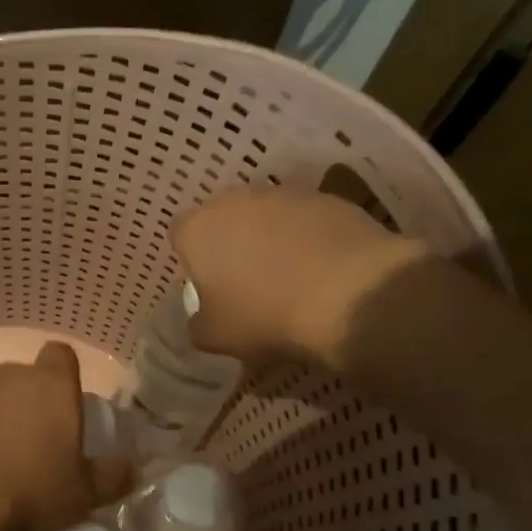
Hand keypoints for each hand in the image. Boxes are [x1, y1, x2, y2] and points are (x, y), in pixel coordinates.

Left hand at [0, 343, 131, 530]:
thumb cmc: (26, 491)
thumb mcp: (80, 496)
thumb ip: (111, 477)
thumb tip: (133, 465)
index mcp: (52, 387)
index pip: (62, 356)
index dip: (63, 376)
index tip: (61, 407)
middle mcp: (9, 374)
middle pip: (22, 378)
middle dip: (24, 404)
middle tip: (24, 448)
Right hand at [172, 187, 424, 362]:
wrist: (350, 295)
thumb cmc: (265, 315)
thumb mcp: (215, 336)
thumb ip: (198, 324)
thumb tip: (202, 318)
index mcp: (197, 229)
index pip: (180, 235)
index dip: (193, 260)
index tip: (211, 286)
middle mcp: (233, 199)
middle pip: (223, 218)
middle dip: (231, 243)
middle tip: (248, 281)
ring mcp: (282, 193)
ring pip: (265, 215)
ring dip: (271, 237)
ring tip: (293, 276)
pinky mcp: (325, 197)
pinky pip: (305, 218)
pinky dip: (309, 237)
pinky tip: (325, 269)